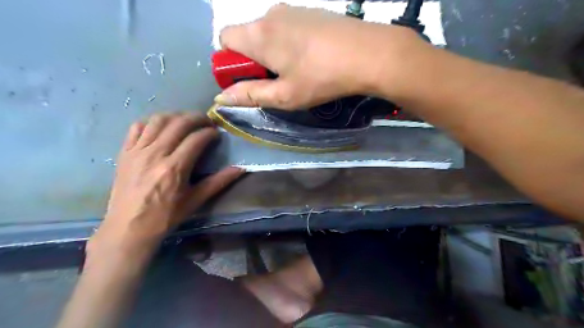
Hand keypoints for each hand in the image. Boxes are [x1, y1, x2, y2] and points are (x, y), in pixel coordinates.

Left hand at [87, 113, 243, 254]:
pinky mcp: (125, 152)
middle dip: (196, 118)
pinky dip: (152, 122)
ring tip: (186, 121)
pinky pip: (137, 127)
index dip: (210, 132)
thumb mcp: (196, 200)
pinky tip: (161, 127)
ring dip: (176, 116)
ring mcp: (137, 151)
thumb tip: (240, 169)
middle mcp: (155, 154)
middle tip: (206, 121)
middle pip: (178, 123)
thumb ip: (219, 182)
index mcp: (175, 168)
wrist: (128, 228)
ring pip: (158, 120)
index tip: (217, 133)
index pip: (196, 138)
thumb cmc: (166, 216)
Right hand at [216, 4, 416, 108]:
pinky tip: (312, 58)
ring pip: (269, 32)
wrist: (368, 53)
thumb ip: (250, 95)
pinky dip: (290, 43)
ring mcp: (293, 10)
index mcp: (258, 35)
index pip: (224, 39)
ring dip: (273, 52)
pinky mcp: (311, 12)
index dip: (231, 62)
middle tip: (277, 81)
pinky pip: (288, 27)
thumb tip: (222, 96)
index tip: (250, 79)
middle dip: (253, 59)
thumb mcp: (284, 95)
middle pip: (247, 35)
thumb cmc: (321, 78)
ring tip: (298, 72)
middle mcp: (271, 15)